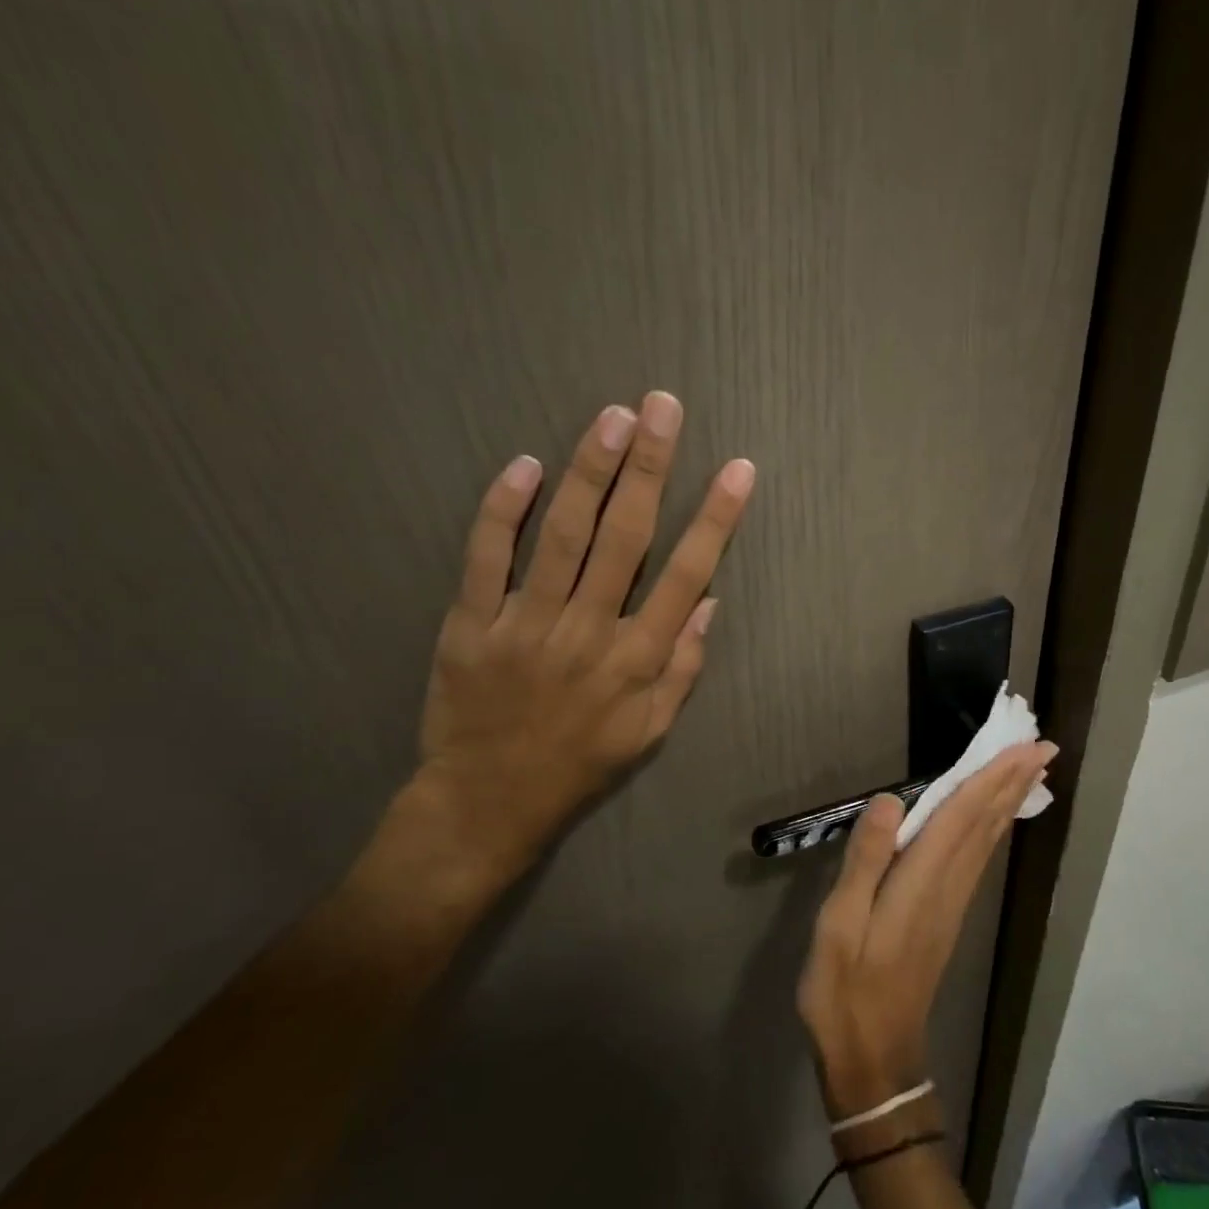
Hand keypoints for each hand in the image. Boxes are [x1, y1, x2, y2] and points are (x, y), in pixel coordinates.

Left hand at [411, 392, 754, 890]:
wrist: (488, 801)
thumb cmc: (578, 766)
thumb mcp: (649, 733)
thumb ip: (682, 668)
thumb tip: (708, 601)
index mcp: (636, 661)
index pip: (685, 575)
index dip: (715, 520)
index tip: (737, 470)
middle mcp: (588, 633)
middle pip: (625, 538)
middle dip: (650, 468)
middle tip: (663, 408)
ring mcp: (527, 625)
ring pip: (563, 536)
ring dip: (589, 472)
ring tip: (613, 417)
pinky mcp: (471, 624)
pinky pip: (486, 557)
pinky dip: (503, 510)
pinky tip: (525, 465)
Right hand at [797, 743, 1055, 1119]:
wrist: (873, 1055)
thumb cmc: (845, 989)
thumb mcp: (840, 924)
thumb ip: (865, 861)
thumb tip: (889, 800)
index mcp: (921, 883)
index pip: (963, 817)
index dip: (991, 778)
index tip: (1024, 746)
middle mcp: (946, 888)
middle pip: (985, 825)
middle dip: (1012, 782)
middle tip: (1043, 746)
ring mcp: (950, 906)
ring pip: (986, 843)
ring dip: (1007, 803)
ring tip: (1028, 773)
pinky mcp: (945, 919)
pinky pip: (977, 861)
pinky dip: (991, 831)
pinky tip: (993, 824)